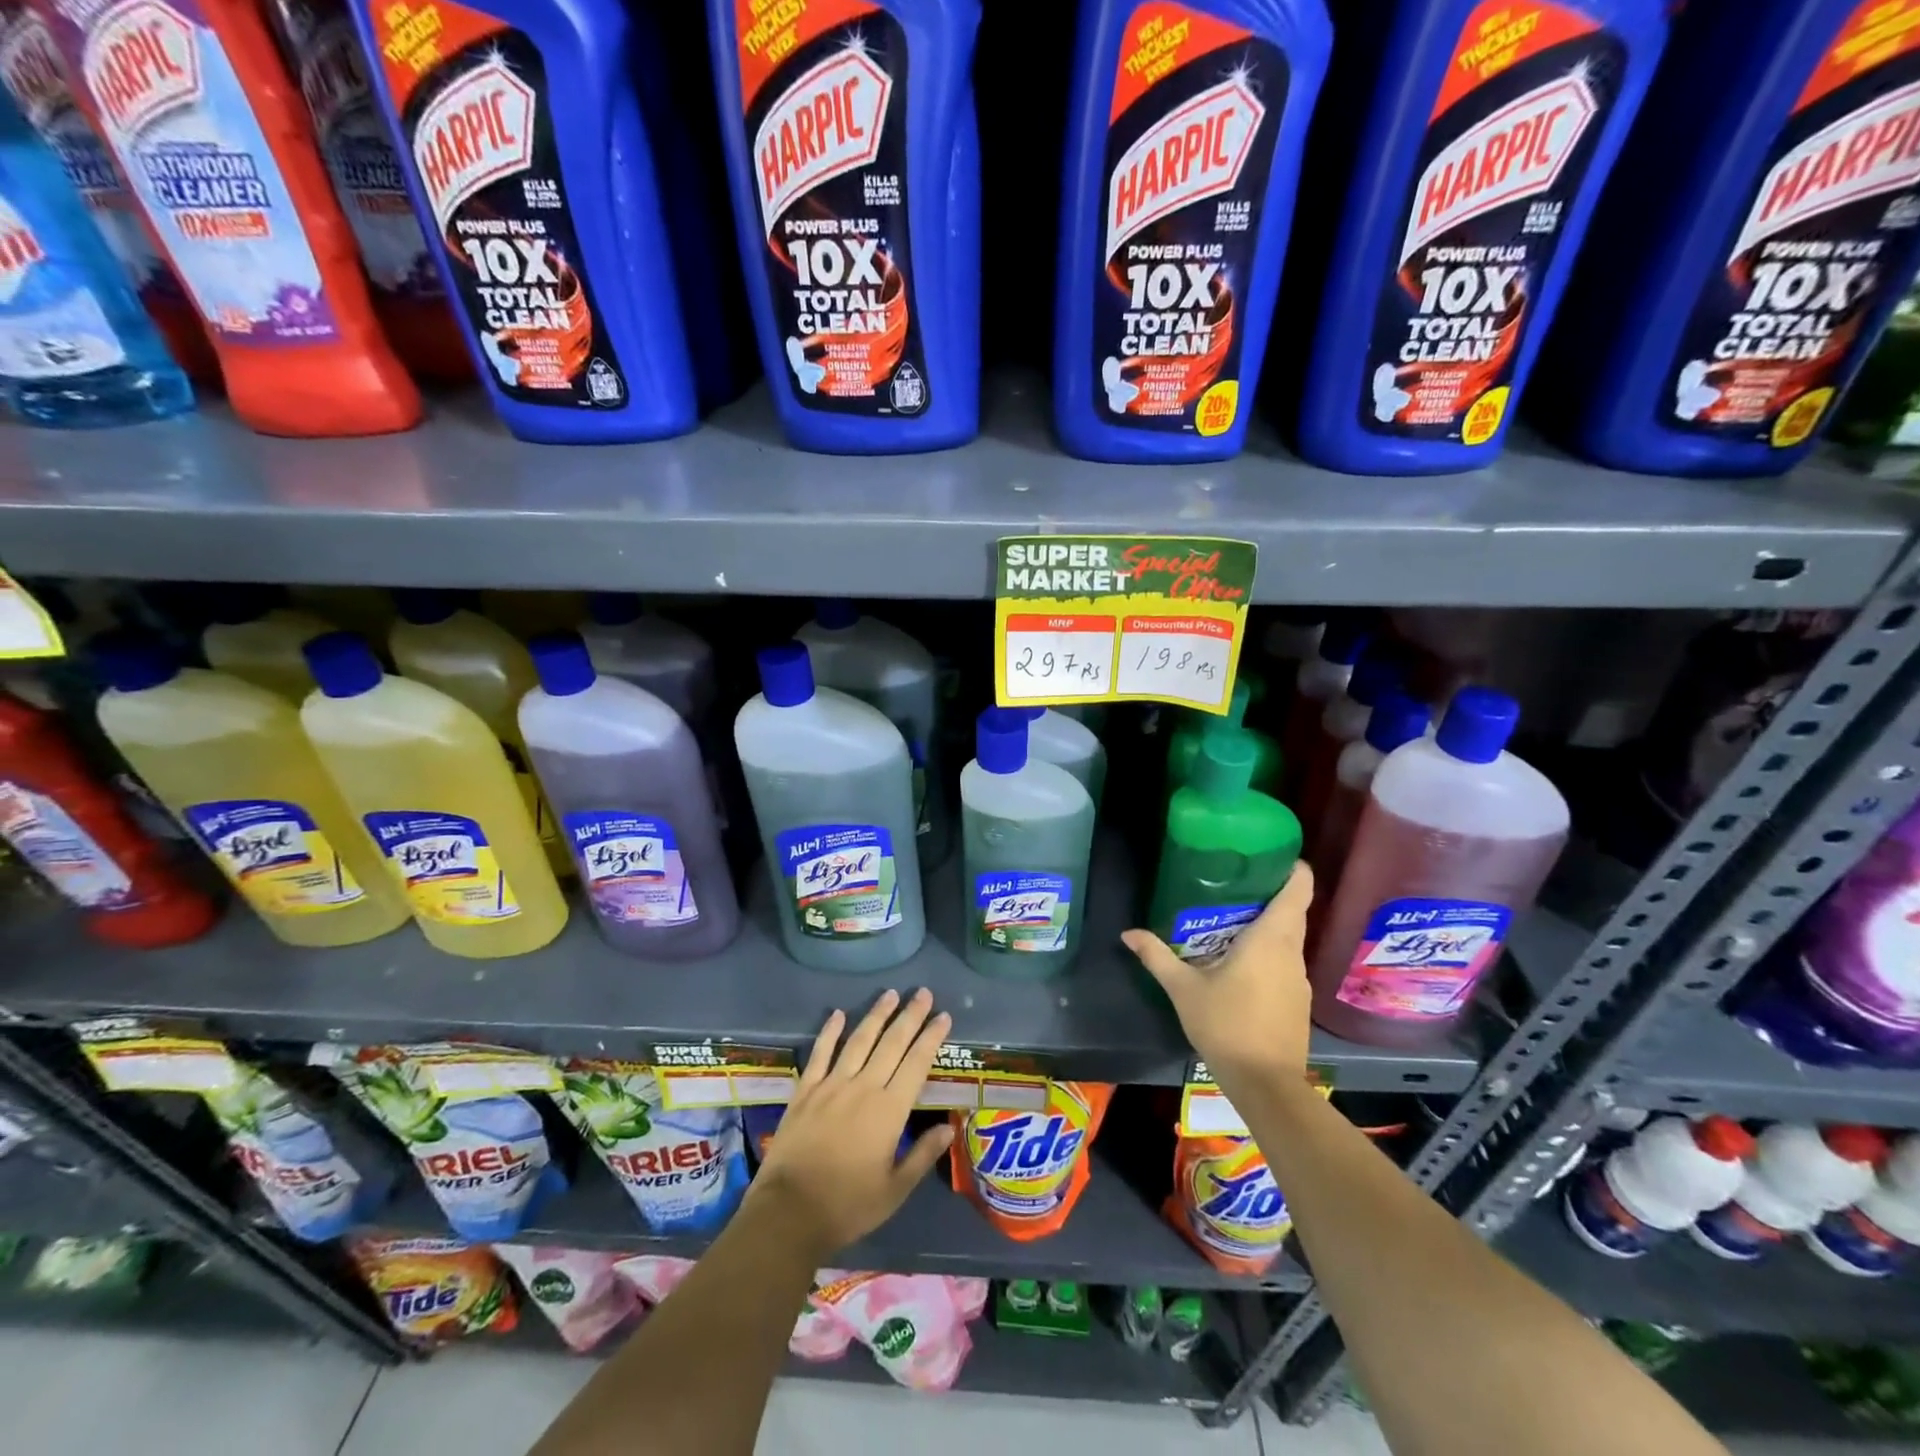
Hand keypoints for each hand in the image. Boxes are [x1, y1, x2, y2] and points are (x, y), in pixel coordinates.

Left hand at [748, 988, 954, 1261]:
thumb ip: (923, 1155)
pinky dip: (830, 1031)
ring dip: (876, 1015)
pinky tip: (838, 1014)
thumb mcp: (894, 1190)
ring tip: (890, 994)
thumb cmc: (847, 1206)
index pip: (916, 1063)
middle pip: (891, 1043)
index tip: (943, 1016)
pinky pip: (820, 1053)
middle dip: (910, 1016)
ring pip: (859, 1040)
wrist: (788, 1213)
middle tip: (923, 993)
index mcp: (889, 1110)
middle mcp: (863, 1087)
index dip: (931, 1037)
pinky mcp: (805, 1090)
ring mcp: (831, 1085)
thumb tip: (950, 1127)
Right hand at [1122, 862, 1315, 1094]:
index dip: (1292, 867)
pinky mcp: (1297, 1000)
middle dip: (1267, 893)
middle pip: (1292, 910)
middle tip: (1232, 883)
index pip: (1299, 889)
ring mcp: (1299, 978)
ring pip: (1288, 938)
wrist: (1265, 1085)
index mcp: (1272, 939)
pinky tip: (1239, 962)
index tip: (1270, 854)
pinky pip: (1284, 961)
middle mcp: (1292, 952)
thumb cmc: (1226, 1025)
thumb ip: (1157, 956)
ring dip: (1266, 925)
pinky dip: (1267, 952)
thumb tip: (1128, 933)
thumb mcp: (1183, 989)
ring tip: (1229, 918)